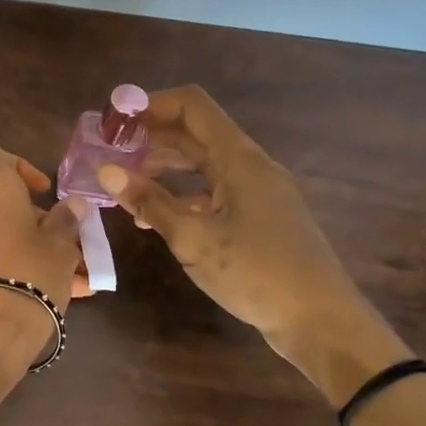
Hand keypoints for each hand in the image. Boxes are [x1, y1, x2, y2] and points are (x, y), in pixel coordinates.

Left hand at [0, 144, 90, 354]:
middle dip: (39, 221)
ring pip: (4, 235)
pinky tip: (60, 292)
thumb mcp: (61, 246)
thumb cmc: (32, 272)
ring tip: (76, 277)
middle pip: (4, 203)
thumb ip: (66, 220)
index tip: (43, 191)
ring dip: (36, 248)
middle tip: (71, 245)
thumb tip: (72, 205)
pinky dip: (20, 267)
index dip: (20, 167)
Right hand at [97, 86, 391, 377]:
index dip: (150, 105)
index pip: (192, 106)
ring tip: (124, 182)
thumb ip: (149, 201)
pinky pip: (213, 190)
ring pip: (203, 163)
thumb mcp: (193, 239)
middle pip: (195, 132)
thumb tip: (105, 171)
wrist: (321, 321)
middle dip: (150, 137)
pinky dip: (182, 194)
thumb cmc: (256, 274)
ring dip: (163, 166)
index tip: (112, 121)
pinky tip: (156, 215)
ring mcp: (257, 192)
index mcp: (239, 159)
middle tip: (108, 153)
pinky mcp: (258, 216)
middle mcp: (250, 166)